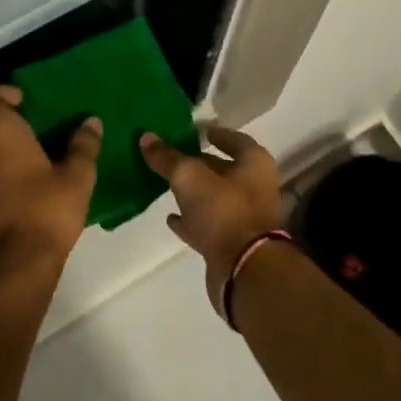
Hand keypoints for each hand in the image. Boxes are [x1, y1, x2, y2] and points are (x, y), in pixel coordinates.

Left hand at [0, 86, 101, 281]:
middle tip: (46, 130)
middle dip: (14, 124)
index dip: (1, 93)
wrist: (18, 264)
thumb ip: (83, 146)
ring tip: (45, 158)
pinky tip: (35, 185)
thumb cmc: (47, 209)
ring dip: (11, 150)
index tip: (27, 101)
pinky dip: (7, 172)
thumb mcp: (77, 176)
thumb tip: (91, 123)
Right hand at [140, 126, 286, 306]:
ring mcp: (244, 218)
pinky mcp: (231, 244)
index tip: (194, 129)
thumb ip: (167, 158)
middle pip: (223, 169)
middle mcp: (254, 188)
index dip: (214, 133)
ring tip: (165, 185)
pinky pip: (208, 226)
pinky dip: (191, 220)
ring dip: (193, 193)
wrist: (244, 270)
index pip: (234, 139)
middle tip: (171, 156)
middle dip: (199, 163)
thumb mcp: (189, 177)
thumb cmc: (224, 210)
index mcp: (254, 164)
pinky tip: (170, 217)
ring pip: (214, 199)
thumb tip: (146, 137)